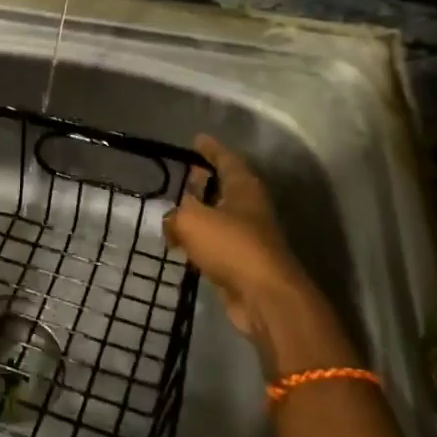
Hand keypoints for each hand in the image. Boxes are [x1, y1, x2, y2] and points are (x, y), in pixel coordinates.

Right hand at [166, 135, 346, 372]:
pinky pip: (216, 243)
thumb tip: (172, 221)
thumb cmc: (232, 246)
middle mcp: (249, 208)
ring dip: (200, 213)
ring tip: (176, 210)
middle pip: (225, 186)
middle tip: (184, 175)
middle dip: (205, 180)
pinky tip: (182, 245)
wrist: (264, 297)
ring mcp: (248, 237)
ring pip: (219, 217)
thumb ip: (176, 215)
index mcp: (243, 187)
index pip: (226, 158)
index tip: (197, 140)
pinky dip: (200, 241)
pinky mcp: (241, 263)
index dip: (210, 149)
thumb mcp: (192, 221)